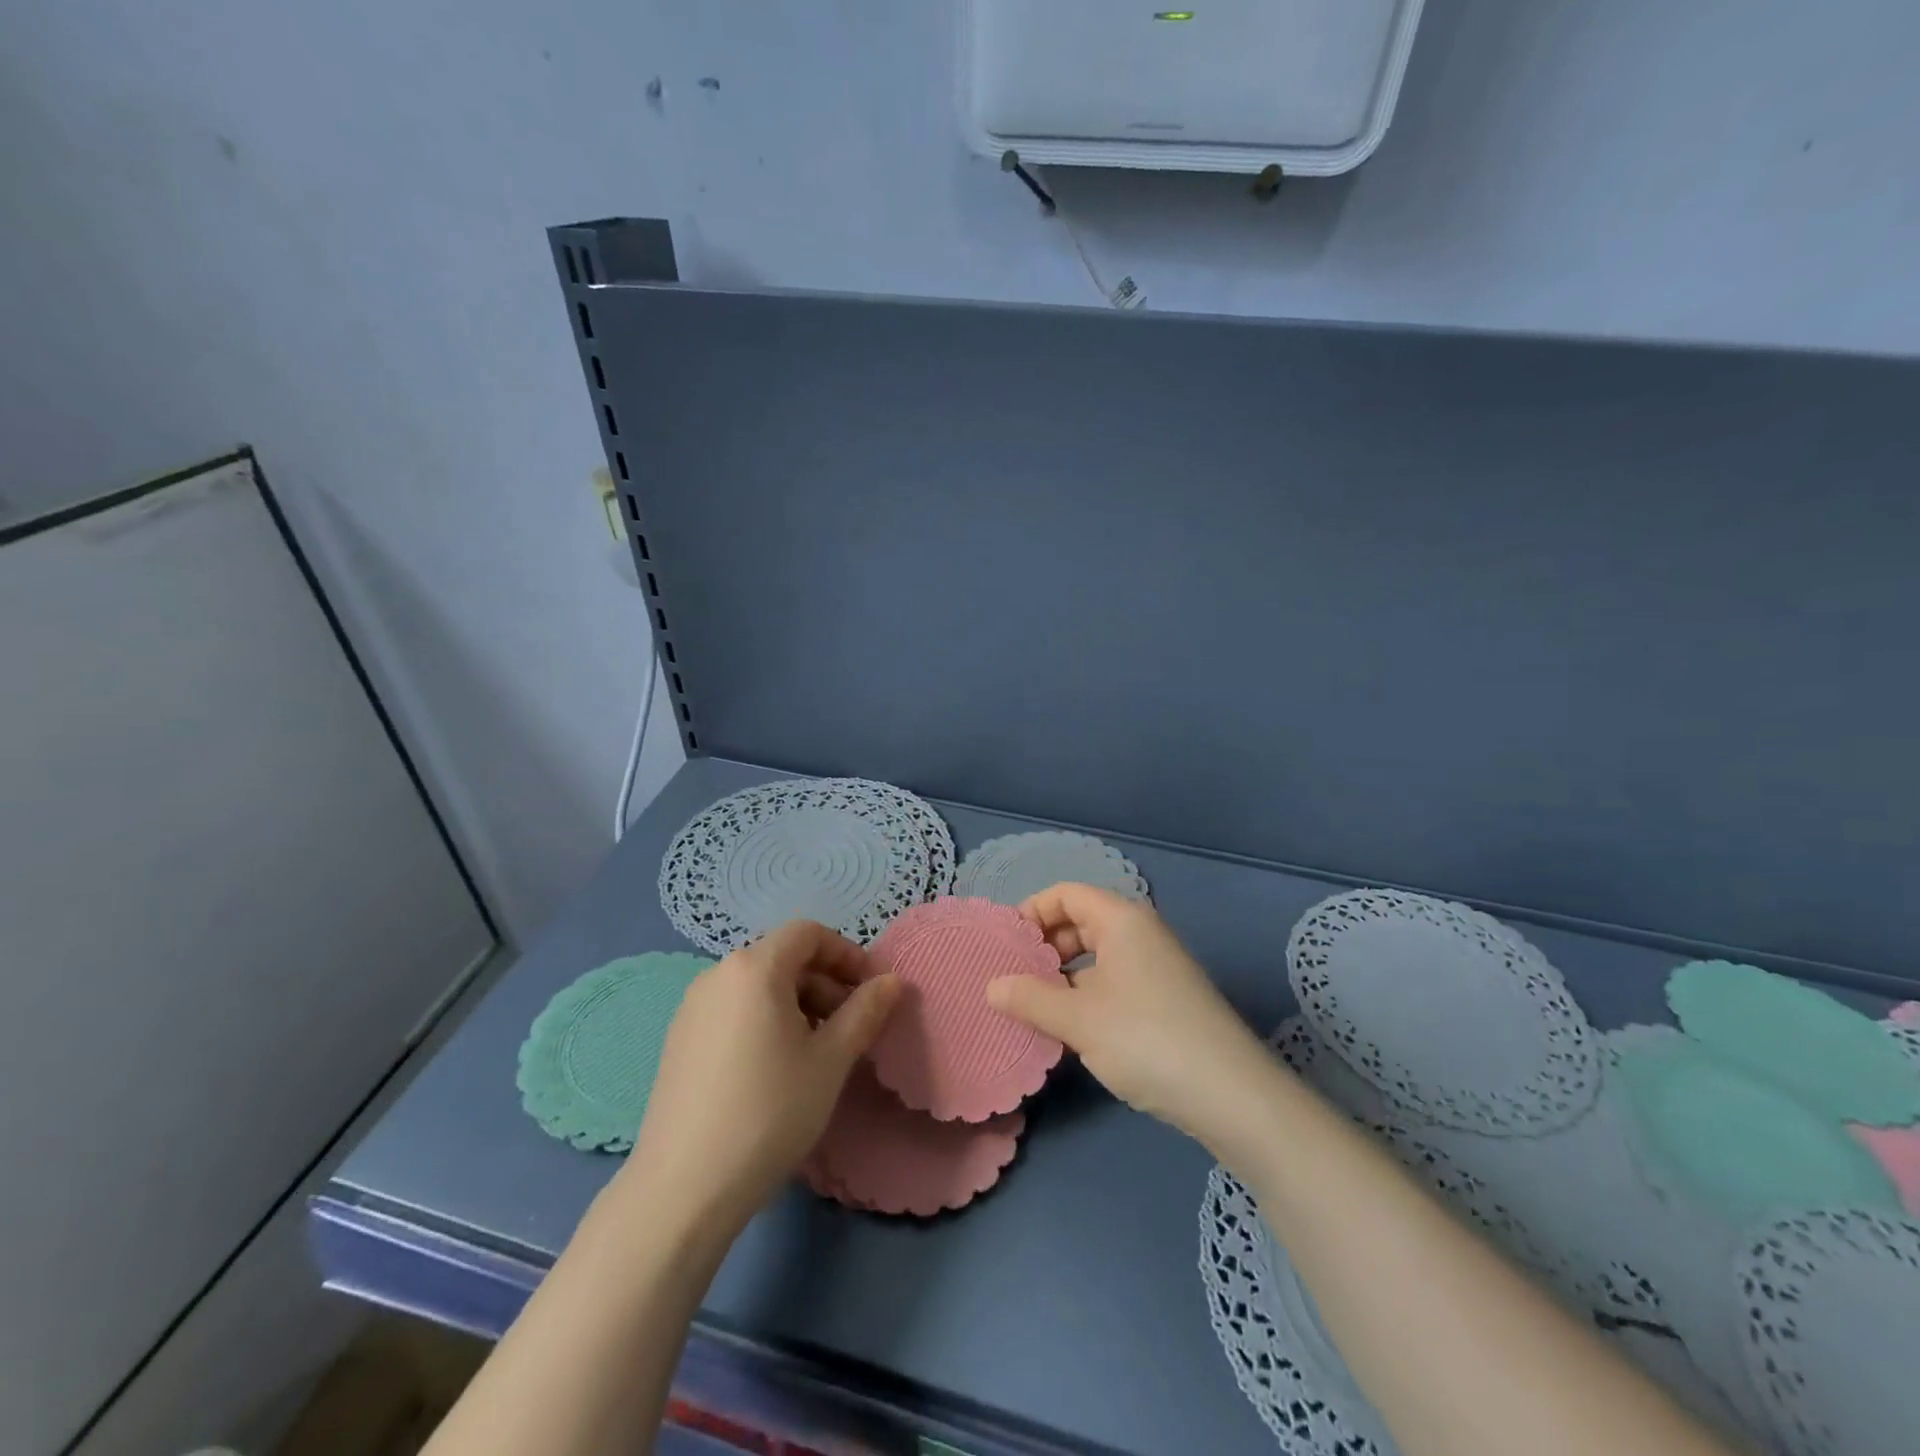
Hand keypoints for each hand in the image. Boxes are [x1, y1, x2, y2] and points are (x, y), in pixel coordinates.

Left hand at [616, 921, 900, 1230]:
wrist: (683, 1188)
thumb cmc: (770, 1111)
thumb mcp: (831, 1060)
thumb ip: (865, 1011)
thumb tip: (892, 981)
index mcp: (754, 967)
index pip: (808, 934)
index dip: (846, 953)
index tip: (871, 990)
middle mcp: (717, 975)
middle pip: (783, 958)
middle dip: (824, 982)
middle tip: (852, 1026)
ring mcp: (692, 1008)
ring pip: (758, 986)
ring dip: (798, 1004)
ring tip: (819, 1051)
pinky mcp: (679, 1040)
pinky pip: (734, 1010)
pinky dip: (766, 1020)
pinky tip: (777, 1068)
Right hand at [987, 883, 1269, 1139]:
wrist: (1233, 1096)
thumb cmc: (1147, 1039)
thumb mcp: (1079, 1019)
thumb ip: (1030, 998)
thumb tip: (991, 986)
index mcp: (1122, 920)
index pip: (1065, 893)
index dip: (1031, 912)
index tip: (1004, 946)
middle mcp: (1141, 934)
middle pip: (1080, 921)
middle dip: (1044, 946)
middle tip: (1012, 978)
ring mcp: (1156, 968)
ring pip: (1096, 957)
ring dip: (1062, 976)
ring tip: (1032, 1007)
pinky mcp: (1165, 1001)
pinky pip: (1113, 982)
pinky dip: (1086, 996)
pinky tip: (1068, 1030)